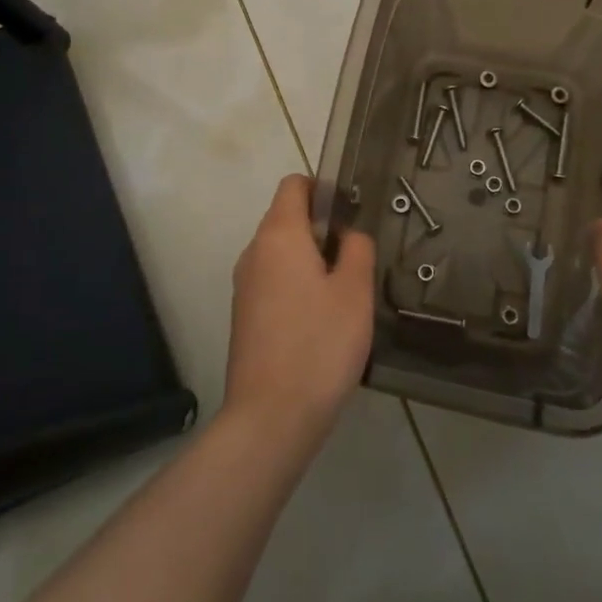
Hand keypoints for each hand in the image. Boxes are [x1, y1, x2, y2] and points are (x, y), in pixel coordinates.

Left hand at [222, 175, 375, 450]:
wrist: (271, 417)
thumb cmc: (319, 345)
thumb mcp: (355, 291)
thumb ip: (358, 249)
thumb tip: (349, 234)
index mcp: (278, 235)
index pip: (294, 185)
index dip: (323, 188)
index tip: (350, 213)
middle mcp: (254, 252)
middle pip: (286, 218)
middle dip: (321, 229)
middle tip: (356, 260)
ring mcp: (244, 286)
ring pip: (281, 253)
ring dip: (311, 260)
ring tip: (343, 294)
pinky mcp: (244, 316)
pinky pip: (273, 282)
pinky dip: (296, 286)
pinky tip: (321, 322)